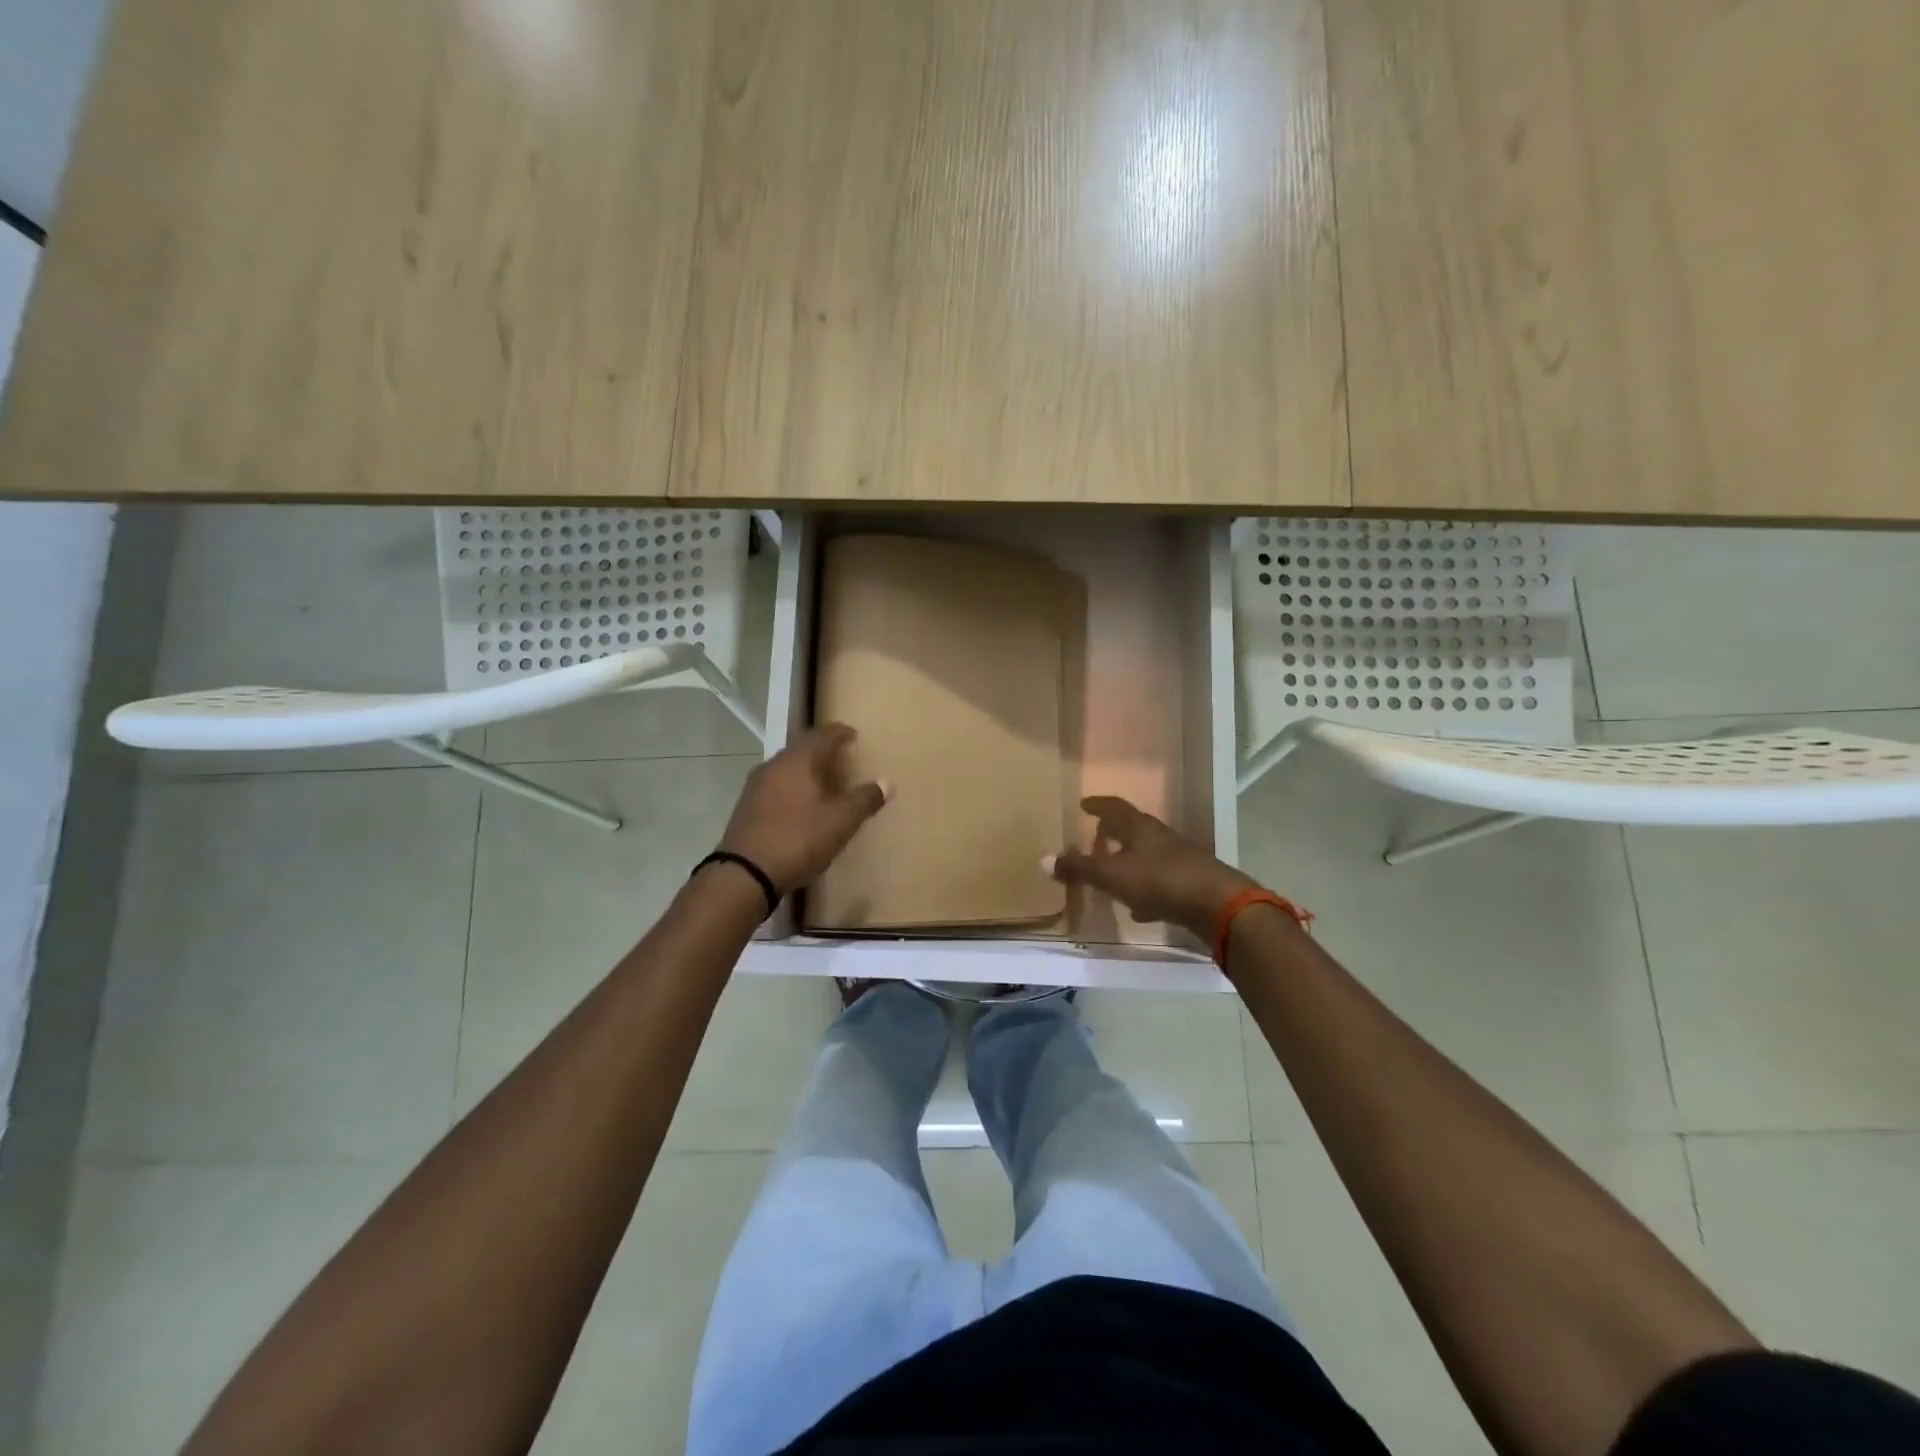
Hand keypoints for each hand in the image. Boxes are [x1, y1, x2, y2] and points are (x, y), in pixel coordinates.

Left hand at [717, 724, 890, 894]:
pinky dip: (793, 788)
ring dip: (807, 771)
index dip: (841, 733)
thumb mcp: (841, 821)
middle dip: (824, 752)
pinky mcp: (747, 807)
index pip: (822, 735)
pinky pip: (776, 786)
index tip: (854, 736)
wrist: (745, 874)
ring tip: (826, 784)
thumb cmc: (799, 839)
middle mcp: (774, 765)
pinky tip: (802, 806)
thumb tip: (887, 782)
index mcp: (798, 760)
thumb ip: (865, 799)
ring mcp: (756, 786)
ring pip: (788, 768)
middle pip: (802, 749)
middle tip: (843, 761)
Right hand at [1046, 796, 1259, 939]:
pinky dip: (1144, 889)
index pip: (1115, 808)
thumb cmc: (1161, 880)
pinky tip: (1138, 907)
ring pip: (1146, 856)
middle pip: (1133, 830)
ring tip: (1110, 873)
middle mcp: (1160, 837)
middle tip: (1095, 838)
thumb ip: (1080, 868)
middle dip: (1113, 833)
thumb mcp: (1113, 875)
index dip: (1098, 805)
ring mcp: (1179, 860)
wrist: (1219, 905)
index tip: (1084, 804)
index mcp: (1140, 827)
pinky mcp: (1190, 884)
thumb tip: (1044, 859)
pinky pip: (1159, 881)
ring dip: (1128, 861)